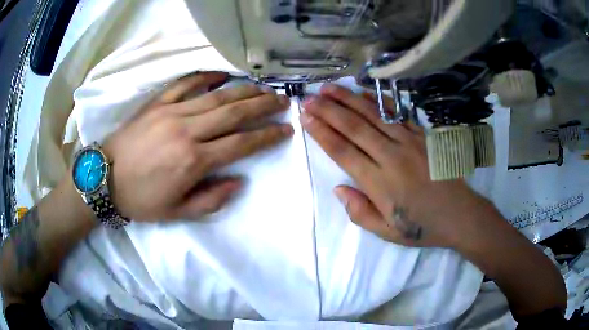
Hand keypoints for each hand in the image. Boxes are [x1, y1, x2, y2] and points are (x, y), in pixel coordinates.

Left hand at [104, 72, 292, 221]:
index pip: (241, 144)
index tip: (285, 130)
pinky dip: (206, 77)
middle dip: (263, 106)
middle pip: (234, 113)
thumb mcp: (177, 212)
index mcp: (193, 161)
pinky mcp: (157, 103)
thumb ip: (212, 200)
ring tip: (264, 88)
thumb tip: (239, 181)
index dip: (267, 136)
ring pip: (216, 96)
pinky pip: (185, 84)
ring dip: (244, 90)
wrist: (104, 178)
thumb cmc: (140, 199)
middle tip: (283, 101)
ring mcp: (171, 112)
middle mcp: (187, 131)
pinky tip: (222, 74)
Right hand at [301, 84, 492, 247]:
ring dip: (348, 99)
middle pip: (354, 127)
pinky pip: (397, 113)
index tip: (305, 119)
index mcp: (379, 183)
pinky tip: (364, 92)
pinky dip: (378, 101)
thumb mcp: (387, 232)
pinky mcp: (422, 136)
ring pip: (373, 115)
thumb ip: (359, 212)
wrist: (460, 215)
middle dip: (328, 111)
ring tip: (329, 88)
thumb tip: (338, 188)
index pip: (343, 151)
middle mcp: (391, 157)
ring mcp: (409, 142)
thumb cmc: (422, 226)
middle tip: (309, 99)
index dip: (322, 133)